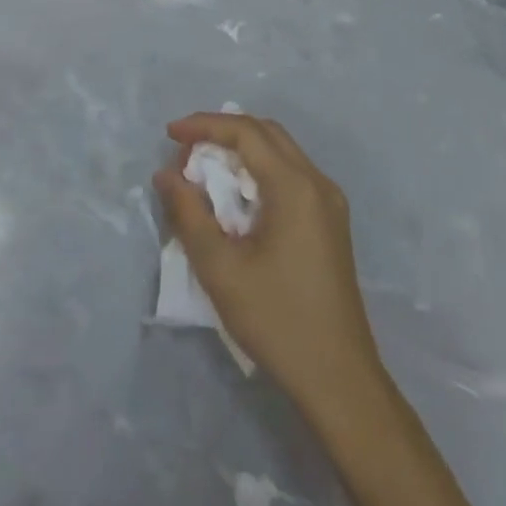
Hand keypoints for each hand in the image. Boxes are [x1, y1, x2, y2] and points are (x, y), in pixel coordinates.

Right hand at [155, 112, 382, 413]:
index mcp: (295, 187)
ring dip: (241, 150)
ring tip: (204, 170)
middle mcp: (317, 183)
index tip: (170, 134)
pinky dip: (258, 171)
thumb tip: (166, 175)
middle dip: (222, 132)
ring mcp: (330, 203)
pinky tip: (236, 197)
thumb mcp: (220, 268)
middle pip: (266, 133)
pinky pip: (291, 175)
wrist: (339, 380)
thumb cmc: (277, 321)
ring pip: (280, 151)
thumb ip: (189, 214)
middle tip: (185, 150)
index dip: (204, 125)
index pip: (245, 132)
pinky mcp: (331, 222)